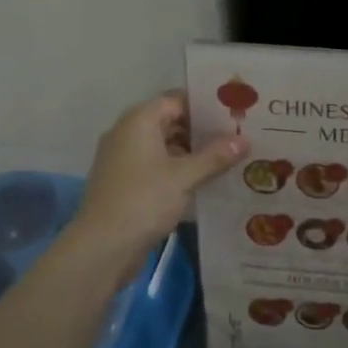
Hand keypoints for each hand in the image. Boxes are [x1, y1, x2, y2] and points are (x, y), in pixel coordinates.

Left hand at [72, 92, 243, 267]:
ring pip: (164, 146)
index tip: (234, 112)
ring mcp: (124, 159)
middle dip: (202, 131)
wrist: (102, 247)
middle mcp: (128, 133)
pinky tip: (205, 181)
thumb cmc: (144, 201)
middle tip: (239, 136)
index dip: (205, 105)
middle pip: (170, 122)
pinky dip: (179, 170)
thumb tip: (245, 139)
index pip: (176, 100)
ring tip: (229, 159)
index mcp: (139, 121)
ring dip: (192, 153)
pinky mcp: (125, 183)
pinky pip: (157, 166)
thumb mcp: (185, 177)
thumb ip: (215, 156)